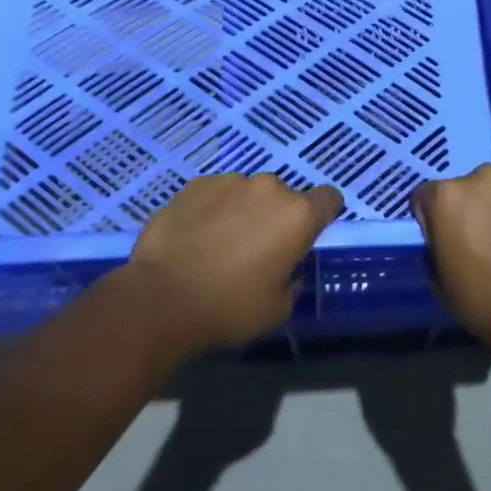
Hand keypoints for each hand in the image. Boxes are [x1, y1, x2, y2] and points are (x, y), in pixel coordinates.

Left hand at [125, 173, 342, 352]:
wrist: (160, 299)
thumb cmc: (228, 308)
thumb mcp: (277, 309)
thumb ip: (292, 281)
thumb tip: (286, 269)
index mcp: (297, 215)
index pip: (330, 198)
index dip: (324, 215)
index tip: (308, 236)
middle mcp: (268, 188)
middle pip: (284, 197)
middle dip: (276, 218)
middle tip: (257, 251)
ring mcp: (229, 181)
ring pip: (247, 193)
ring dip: (242, 211)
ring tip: (219, 244)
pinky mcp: (195, 184)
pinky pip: (215, 193)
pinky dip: (212, 209)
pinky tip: (194, 237)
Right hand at [412, 165, 490, 352]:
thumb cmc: (488, 304)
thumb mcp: (442, 285)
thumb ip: (437, 248)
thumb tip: (446, 239)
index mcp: (447, 197)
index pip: (428, 197)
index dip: (435, 220)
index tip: (448, 242)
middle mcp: (482, 176)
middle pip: (471, 187)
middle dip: (475, 207)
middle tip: (488, 241)